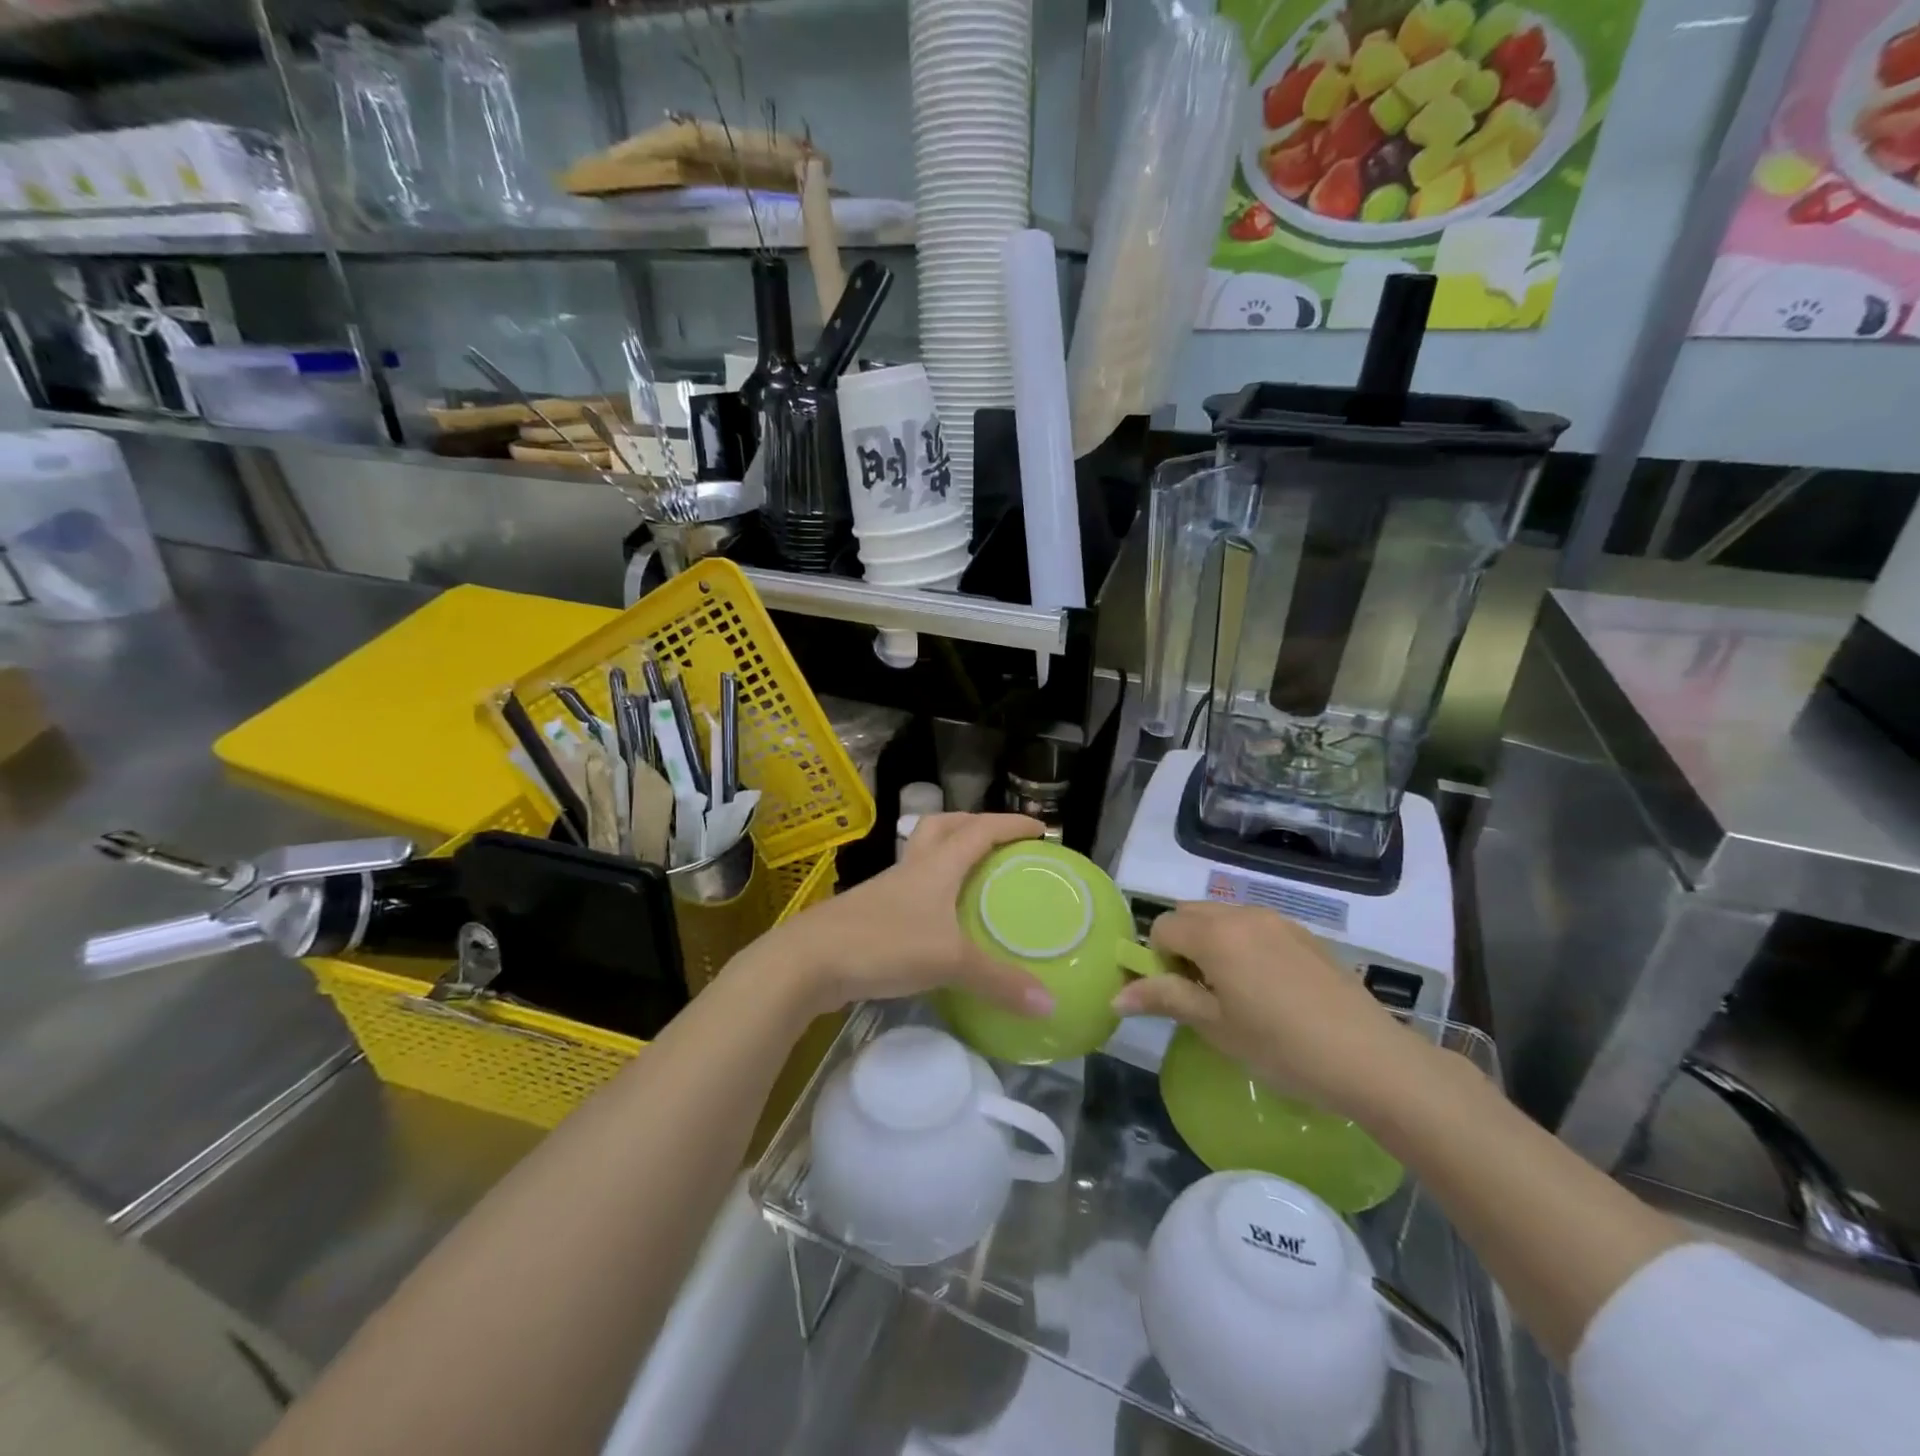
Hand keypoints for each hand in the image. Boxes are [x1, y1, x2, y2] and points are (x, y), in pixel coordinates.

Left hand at [761, 813, 1055, 1017]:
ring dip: (948, 854)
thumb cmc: (883, 945)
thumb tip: (1050, 1004)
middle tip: (1000, 840)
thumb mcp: (949, 962)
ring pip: (922, 855)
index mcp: (936, 866)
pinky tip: (939, 920)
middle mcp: (911, 868)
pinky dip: (931, 892)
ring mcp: (886, 890)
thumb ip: (999, 982)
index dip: (1010, 825)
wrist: (807, 961)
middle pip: (943, 827)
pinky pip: (909, 889)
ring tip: (972, 875)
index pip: (979, 830)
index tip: (1040, 828)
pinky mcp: (869, 914)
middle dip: (973, 824)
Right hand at [1112, 903, 1431, 1122]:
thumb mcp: (1215, 1026)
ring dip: (1212, 944)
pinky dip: (1244, 946)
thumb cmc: (1281, 1046)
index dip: (1157, 960)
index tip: (1176, 997)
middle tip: (1200, 994)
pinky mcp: (1304, 934)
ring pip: (1223, 918)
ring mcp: (1277, 920)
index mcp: (1214, 934)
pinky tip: (1268, 990)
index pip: (1161, 927)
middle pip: (1189, 915)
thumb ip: (1164, 998)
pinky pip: (1255, 927)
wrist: (1370, 1058)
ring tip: (1234, 993)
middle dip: (1181, 946)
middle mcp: (1242, 914)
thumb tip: (1117, 994)